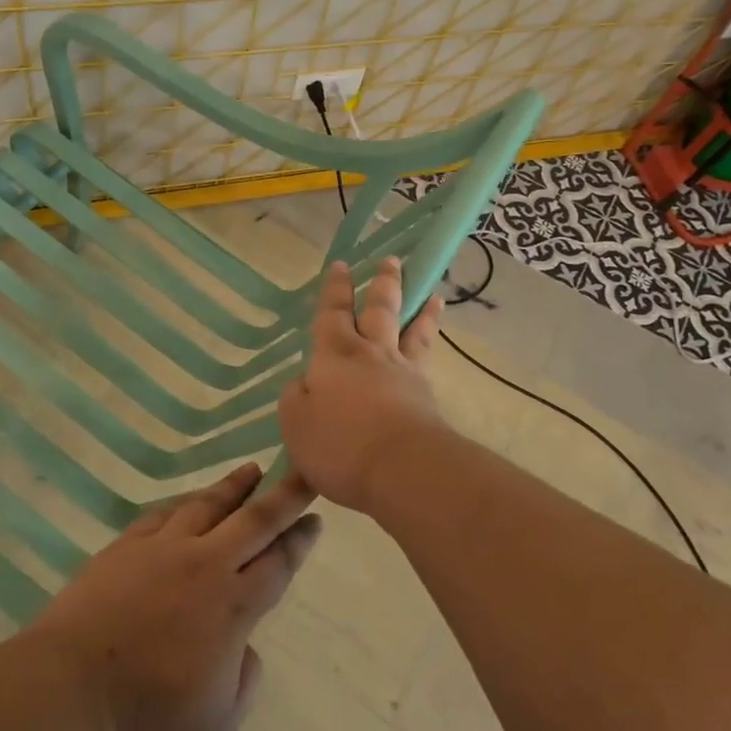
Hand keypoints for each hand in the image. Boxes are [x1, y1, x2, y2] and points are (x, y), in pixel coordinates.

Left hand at [28, 464, 319, 730]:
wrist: (66, 698)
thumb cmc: (145, 724)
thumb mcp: (216, 724)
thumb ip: (243, 679)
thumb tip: (242, 647)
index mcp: (232, 607)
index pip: (278, 563)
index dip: (299, 539)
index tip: (316, 518)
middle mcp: (203, 566)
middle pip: (253, 520)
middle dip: (284, 495)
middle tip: (303, 472)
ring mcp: (161, 550)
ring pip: (207, 505)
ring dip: (234, 487)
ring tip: (251, 470)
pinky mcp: (125, 547)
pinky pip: (163, 514)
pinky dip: (184, 504)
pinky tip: (190, 501)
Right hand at [278, 257, 449, 513]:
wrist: (404, 469)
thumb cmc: (340, 444)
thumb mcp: (296, 423)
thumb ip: (296, 397)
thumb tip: (306, 382)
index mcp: (335, 354)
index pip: (332, 313)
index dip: (335, 289)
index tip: (341, 265)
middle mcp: (371, 354)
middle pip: (380, 309)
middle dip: (383, 284)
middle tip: (391, 261)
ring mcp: (404, 373)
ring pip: (413, 331)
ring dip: (421, 311)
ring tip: (433, 296)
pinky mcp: (426, 397)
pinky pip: (427, 360)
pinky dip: (430, 345)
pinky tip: (430, 348)